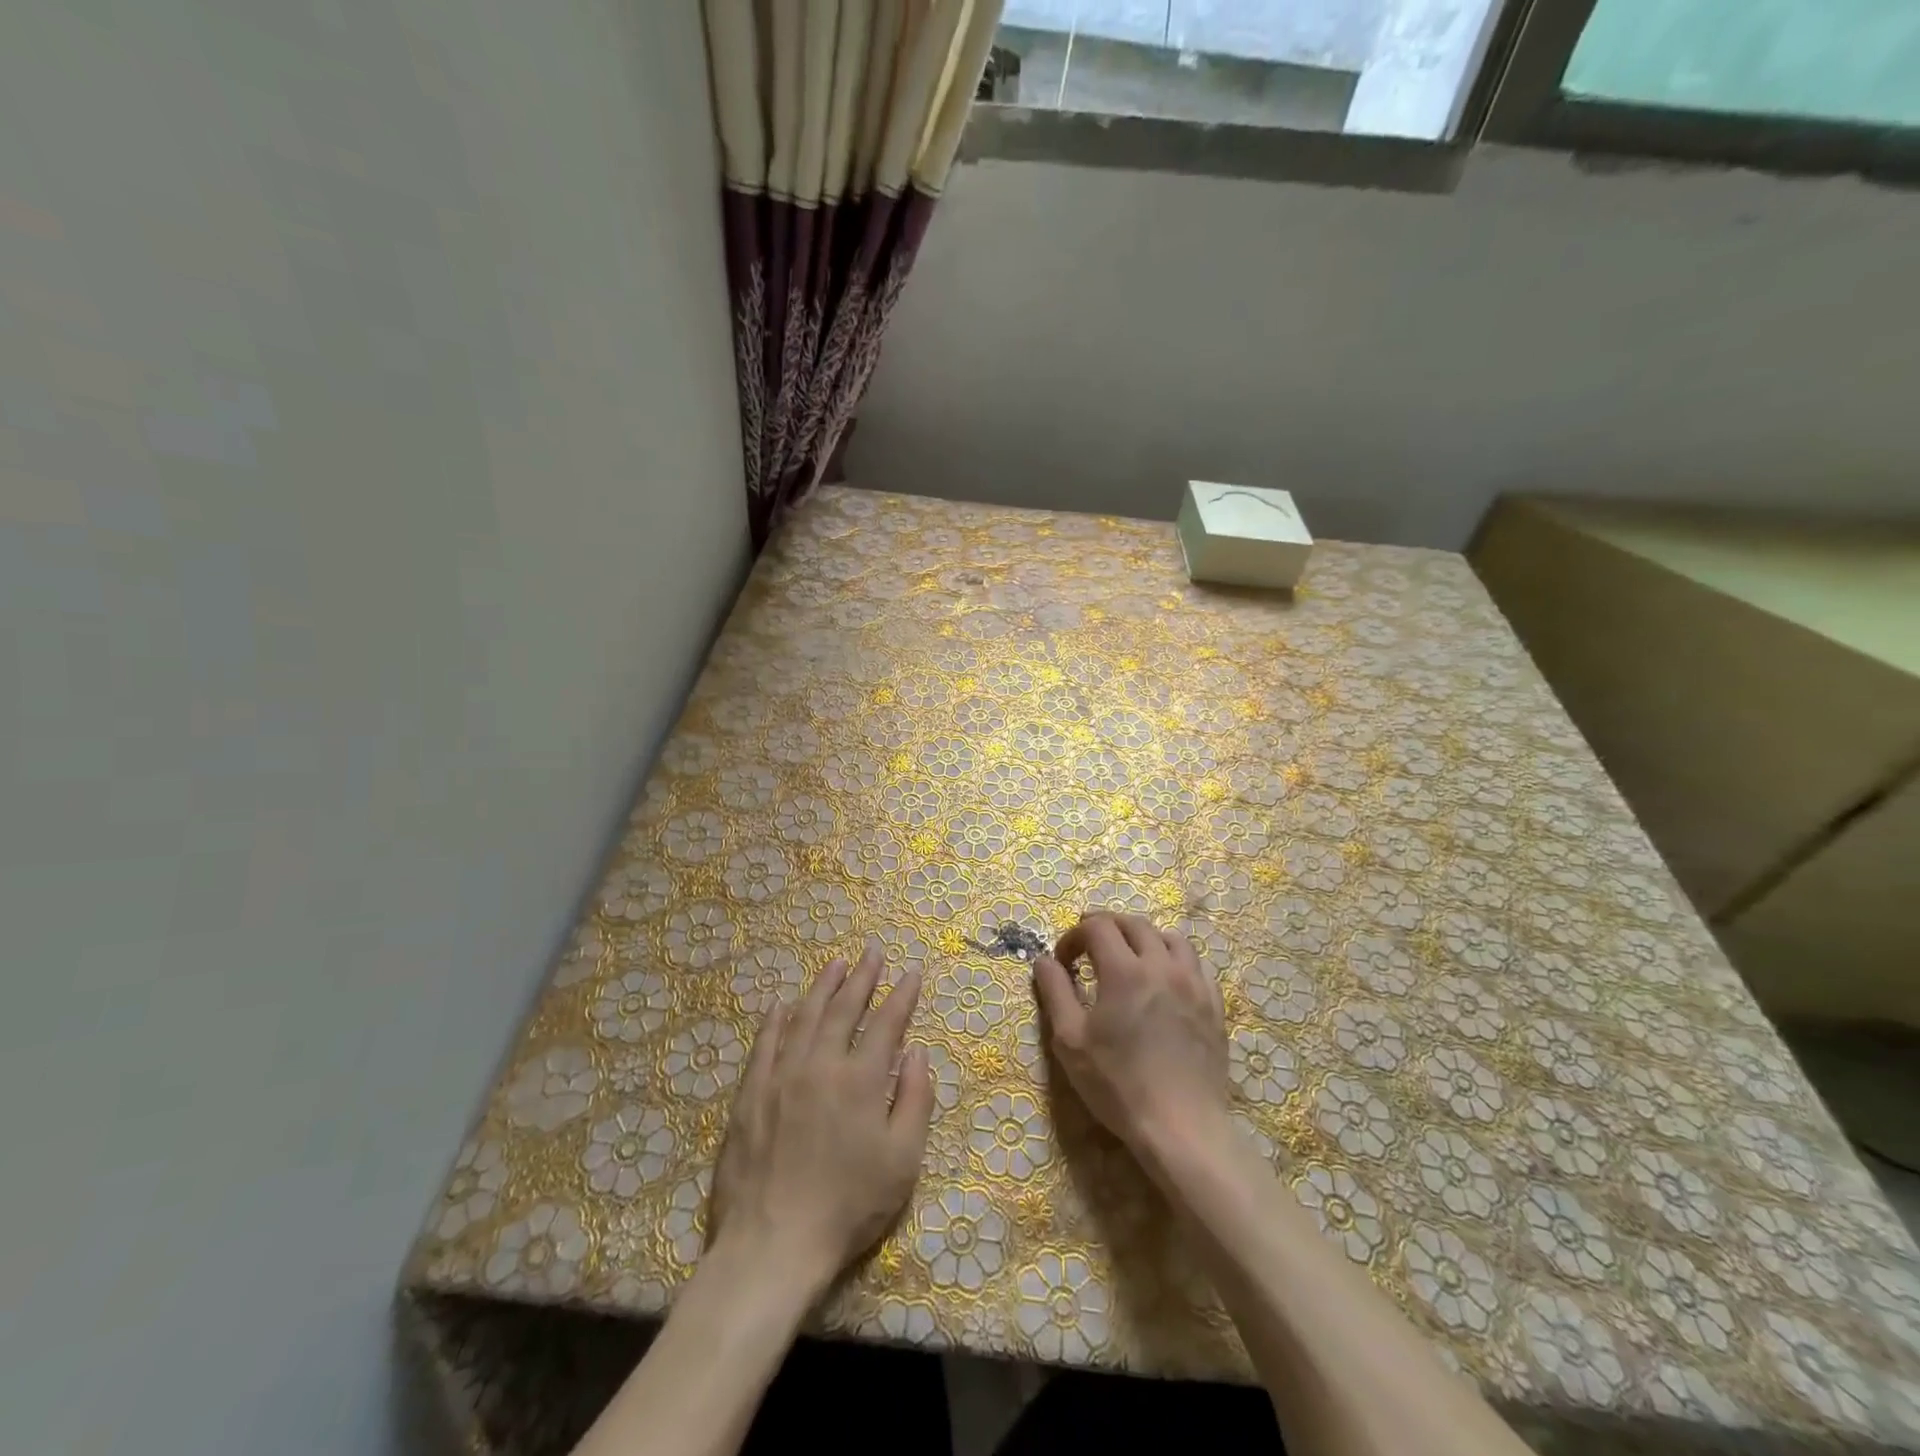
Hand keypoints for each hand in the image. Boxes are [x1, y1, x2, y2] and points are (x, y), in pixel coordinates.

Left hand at [707, 942, 934, 1301]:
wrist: (773, 1245)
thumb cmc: (848, 1206)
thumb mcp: (902, 1161)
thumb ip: (915, 1100)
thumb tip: (918, 1052)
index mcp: (861, 1080)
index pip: (886, 1023)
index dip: (901, 995)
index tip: (911, 971)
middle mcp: (821, 1065)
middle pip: (844, 1009)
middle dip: (863, 976)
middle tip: (872, 949)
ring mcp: (781, 1076)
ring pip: (804, 1017)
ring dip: (823, 987)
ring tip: (836, 964)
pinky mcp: (750, 1094)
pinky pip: (764, 1044)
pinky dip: (776, 1020)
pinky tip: (782, 1004)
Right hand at [1034, 913, 1229, 1176]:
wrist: (1182, 1127)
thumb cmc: (1118, 1085)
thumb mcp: (1070, 1041)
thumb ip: (1055, 992)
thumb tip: (1044, 961)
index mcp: (1124, 971)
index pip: (1098, 927)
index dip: (1074, 935)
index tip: (1064, 960)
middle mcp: (1162, 966)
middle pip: (1134, 924)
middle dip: (1107, 927)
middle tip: (1089, 945)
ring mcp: (1194, 983)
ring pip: (1171, 938)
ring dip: (1144, 938)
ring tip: (1130, 956)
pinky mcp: (1215, 1005)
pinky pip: (1196, 964)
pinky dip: (1174, 960)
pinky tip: (1165, 981)